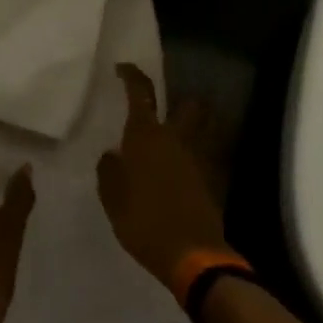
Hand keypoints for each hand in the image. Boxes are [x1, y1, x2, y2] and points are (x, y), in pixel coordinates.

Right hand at [96, 63, 228, 286]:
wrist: (192, 255)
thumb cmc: (143, 221)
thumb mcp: (112, 198)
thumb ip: (109, 170)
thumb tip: (112, 154)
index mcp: (146, 135)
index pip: (140, 91)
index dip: (131, 75)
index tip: (122, 68)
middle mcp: (175, 137)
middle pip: (186, 104)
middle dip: (178, 100)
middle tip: (161, 109)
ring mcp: (198, 157)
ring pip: (200, 128)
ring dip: (191, 126)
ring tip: (173, 140)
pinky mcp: (212, 179)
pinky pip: (204, 155)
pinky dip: (195, 156)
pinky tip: (181, 171)